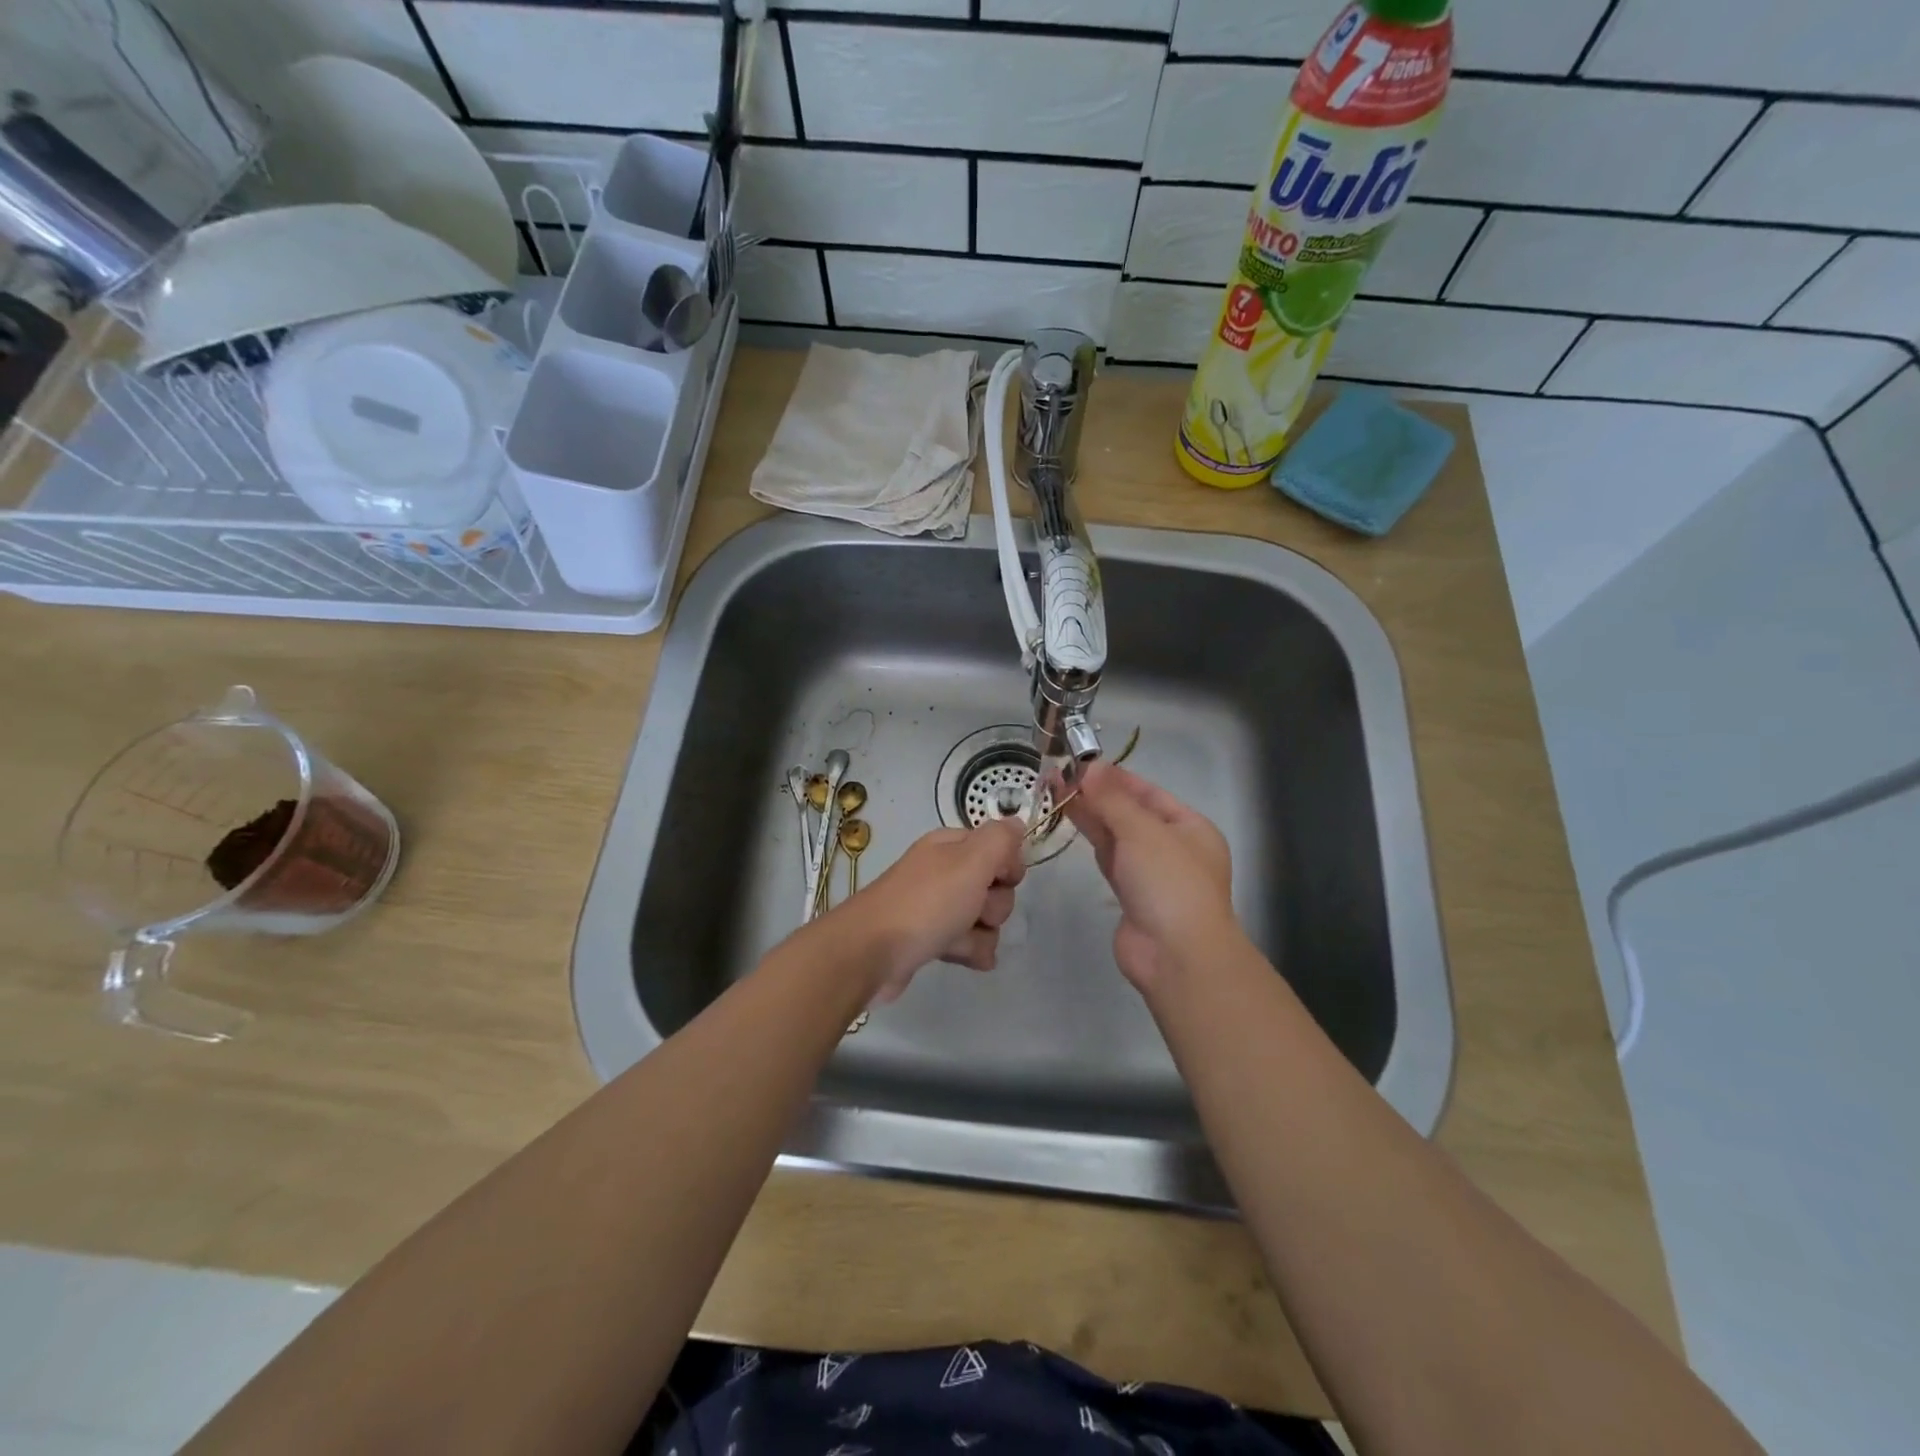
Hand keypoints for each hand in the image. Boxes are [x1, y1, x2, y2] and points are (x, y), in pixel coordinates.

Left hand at [835, 819, 1026, 1001]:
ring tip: (959, 940)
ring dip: (982, 932)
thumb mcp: (971, 861)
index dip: (1007, 865)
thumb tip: (1018, 823)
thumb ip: (1000, 840)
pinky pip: (967, 942)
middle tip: (974, 911)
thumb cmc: (926, 903)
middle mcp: (943, 871)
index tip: (1000, 879)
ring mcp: (935, 906)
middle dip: (994, 904)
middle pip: (994, 886)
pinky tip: (963, 958)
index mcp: (950, 846)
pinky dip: (970, 951)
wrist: (871, 952)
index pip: (997, 846)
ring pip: (983, 918)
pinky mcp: (929, 939)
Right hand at [1064, 764, 1236, 992]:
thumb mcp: (1142, 831)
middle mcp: (1173, 847)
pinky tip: (1072, 821)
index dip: (1116, 777)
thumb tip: (1089, 767)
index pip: (1149, 793)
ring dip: (1090, 814)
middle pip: (1131, 813)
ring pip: (1117, 835)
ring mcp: (1151, 873)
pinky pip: (1109, 858)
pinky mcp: (1130, 895)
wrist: (1176, 955)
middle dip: (1098, 794)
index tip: (1082, 763)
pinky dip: (1093, 840)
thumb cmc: (1168, 883)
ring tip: (1057, 790)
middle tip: (1059, 775)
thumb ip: (1112, 799)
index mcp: (1190, 827)